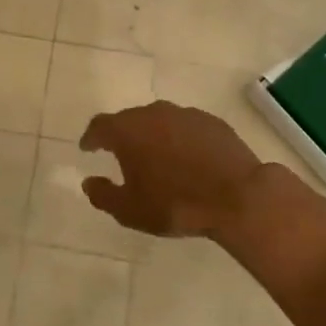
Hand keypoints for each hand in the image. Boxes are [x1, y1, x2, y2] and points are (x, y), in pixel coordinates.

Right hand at [79, 101, 279, 238]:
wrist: (238, 198)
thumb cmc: (175, 204)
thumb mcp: (130, 210)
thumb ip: (103, 195)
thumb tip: (89, 182)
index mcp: (128, 131)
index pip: (100, 126)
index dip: (91, 138)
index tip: (87, 148)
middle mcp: (154, 114)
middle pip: (129, 119)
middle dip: (121, 134)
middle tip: (119, 153)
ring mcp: (187, 115)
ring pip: (160, 120)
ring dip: (152, 135)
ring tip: (154, 156)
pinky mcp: (213, 123)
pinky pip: (186, 127)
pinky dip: (178, 139)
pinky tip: (185, 158)